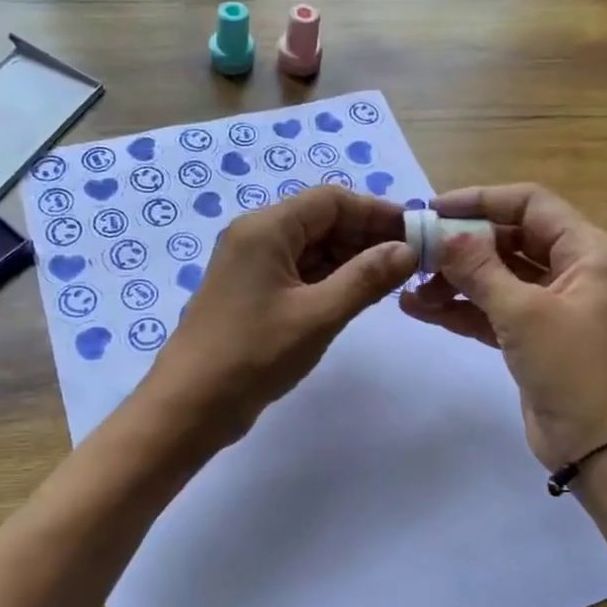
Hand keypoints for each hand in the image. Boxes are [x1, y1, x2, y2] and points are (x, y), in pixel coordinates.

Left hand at [147, 187, 415, 445]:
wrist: (189, 406)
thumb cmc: (254, 355)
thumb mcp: (318, 315)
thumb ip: (367, 278)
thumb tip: (408, 249)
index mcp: (266, 228)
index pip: (332, 200)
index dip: (377, 212)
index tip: (417, 233)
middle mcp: (257, 236)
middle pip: (322, 220)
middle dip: (367, 236)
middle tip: (412, 260)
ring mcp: (252, 265)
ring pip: (312, 247)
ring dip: (352, 258)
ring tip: (394, 279)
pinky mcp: (253, 292)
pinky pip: (299, 271)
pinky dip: (331, 278)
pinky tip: (360, 294)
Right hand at [398, 183, 606, 468]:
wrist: (601, 450)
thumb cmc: (574, 369)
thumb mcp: (524, 313)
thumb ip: (480, 269)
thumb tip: (443, 235)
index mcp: (589, 251)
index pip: (531, 204)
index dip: (481, 200)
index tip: (434, 210)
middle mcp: (574, 269)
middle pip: (510, 239)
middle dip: (462, 246)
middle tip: (416, 252)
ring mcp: (552, 304)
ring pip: (497, 276)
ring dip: (455, 280)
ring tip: (410, 289)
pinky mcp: (533, 336)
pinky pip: (492, 309)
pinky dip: (460, 308)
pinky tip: (420, 309)